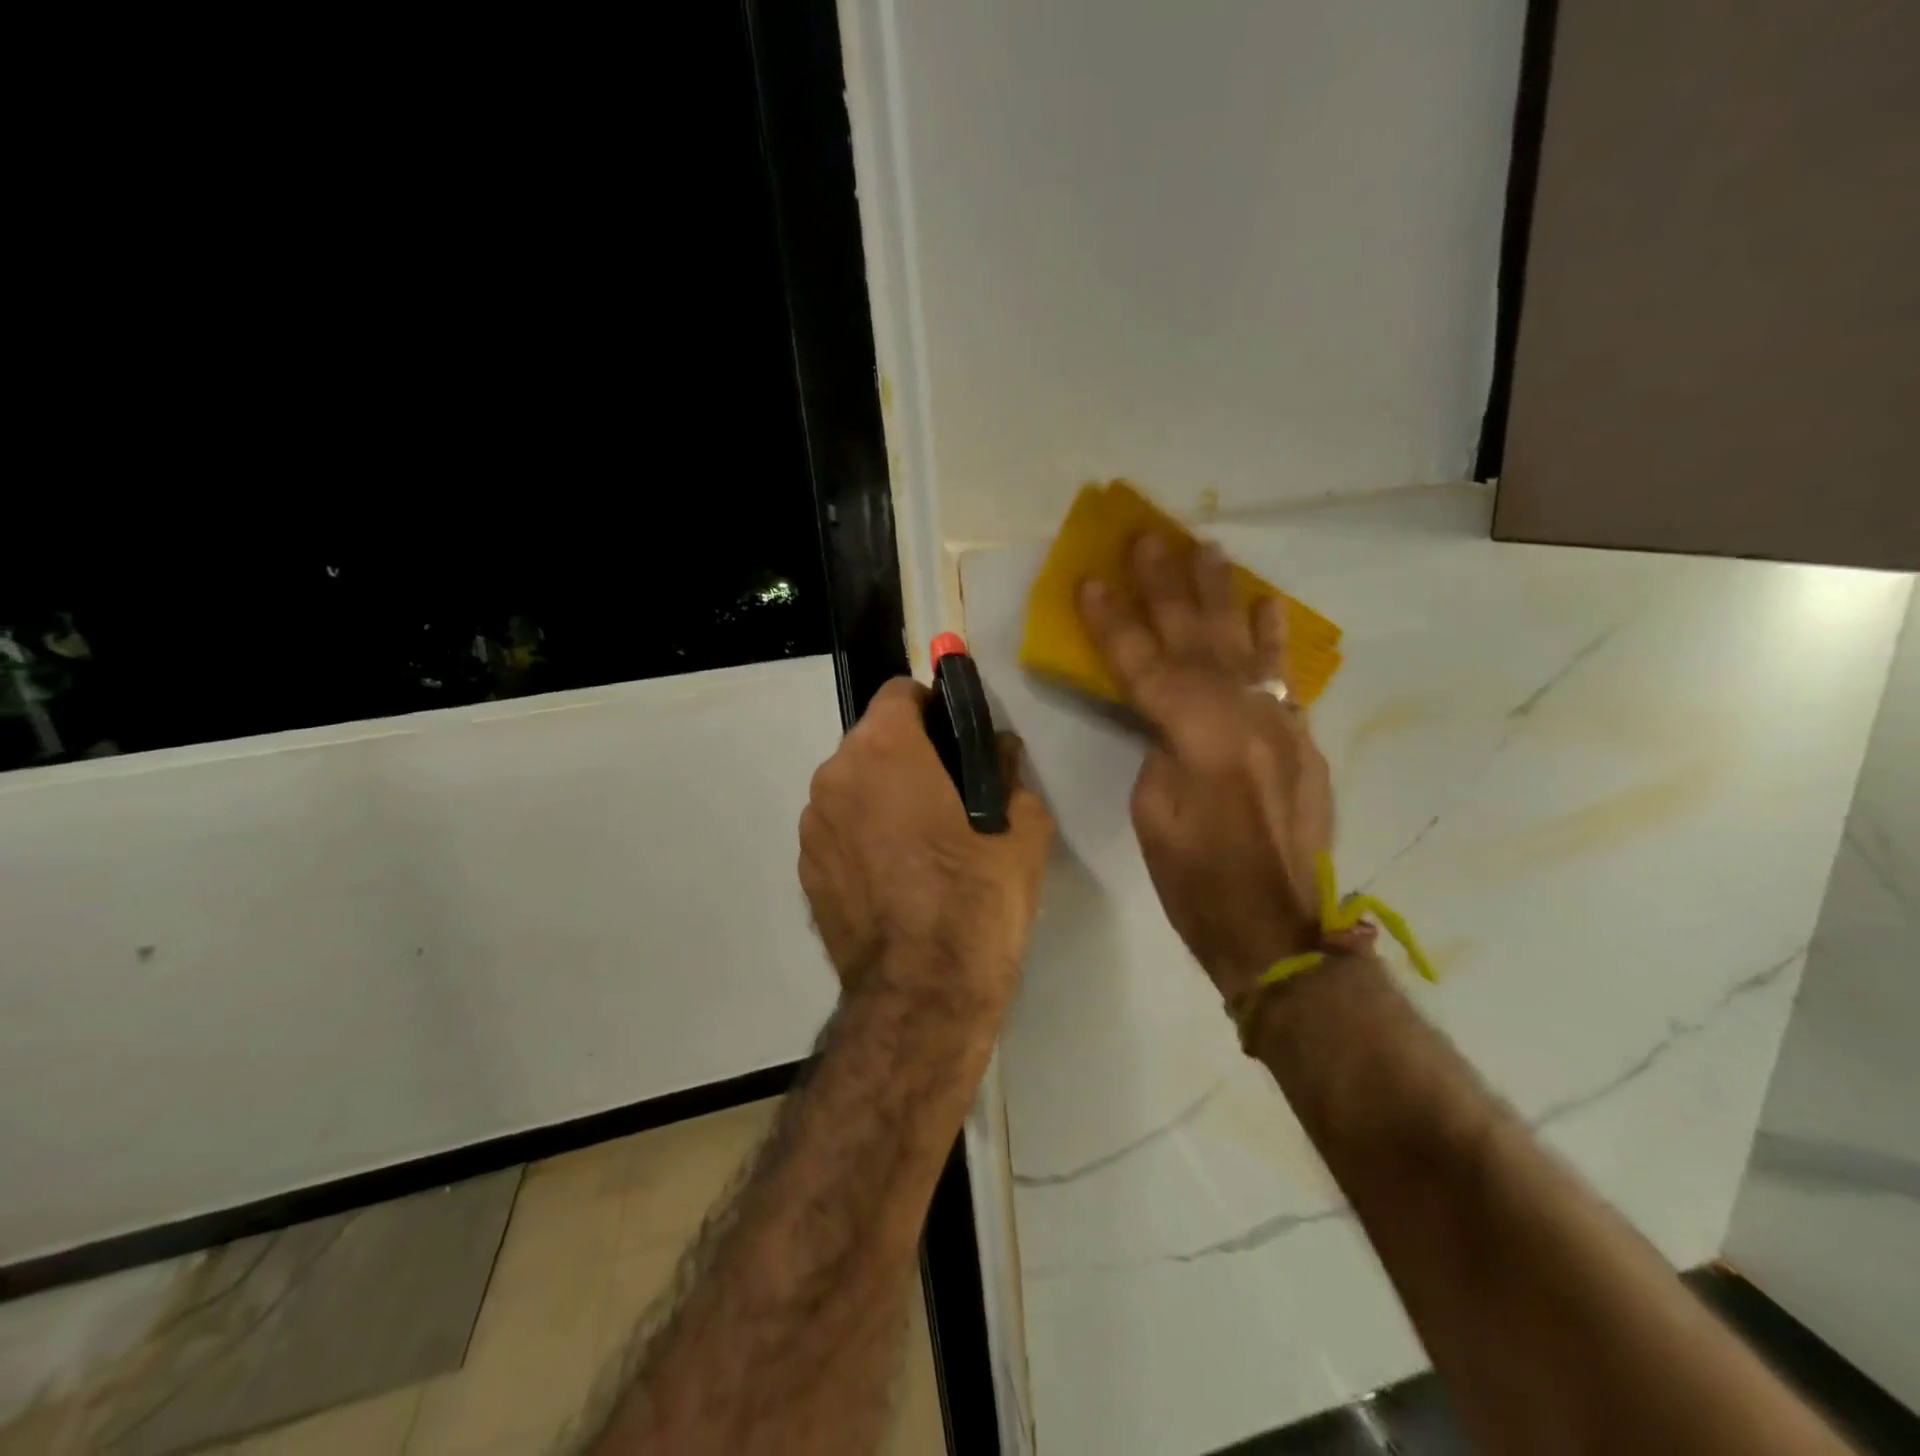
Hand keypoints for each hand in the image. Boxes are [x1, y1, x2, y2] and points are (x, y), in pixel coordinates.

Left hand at [798, 678, 1054, 1021]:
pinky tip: (895, 876)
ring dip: (882, 796)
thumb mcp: (1022, 831)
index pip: (900, 693)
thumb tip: (999, 754)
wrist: (922, 993)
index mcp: (883, 750)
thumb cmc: (976, 898)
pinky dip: (862, 835)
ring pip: (852, 786)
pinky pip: (838, 830)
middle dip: (908, 754)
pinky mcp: (804, 869)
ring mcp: (811, 826)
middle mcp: (834, 776)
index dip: (933, 707)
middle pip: (873, 740)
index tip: (956, 739)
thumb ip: (1010, 775)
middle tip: (949, 794)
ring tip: (921, 842)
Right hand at [1079, 534, 1351, 1003]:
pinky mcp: (1300, 741)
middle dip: (1167, 586)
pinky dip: (1273, 640)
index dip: (1113, 622)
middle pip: (1196, 640)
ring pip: (1243, 646)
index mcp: (1197, 737)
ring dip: (1222, 596)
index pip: (1144, 665)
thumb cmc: (1196, 883)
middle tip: (1148, 537)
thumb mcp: (1152, 814)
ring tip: (1209, 549)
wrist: (1278, 930)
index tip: (1091, 579)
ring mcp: (1280, 725)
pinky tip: (1265, 606)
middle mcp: (1244, 717)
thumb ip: (1159, 750)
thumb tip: (1166, 721)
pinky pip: (1283, 678)